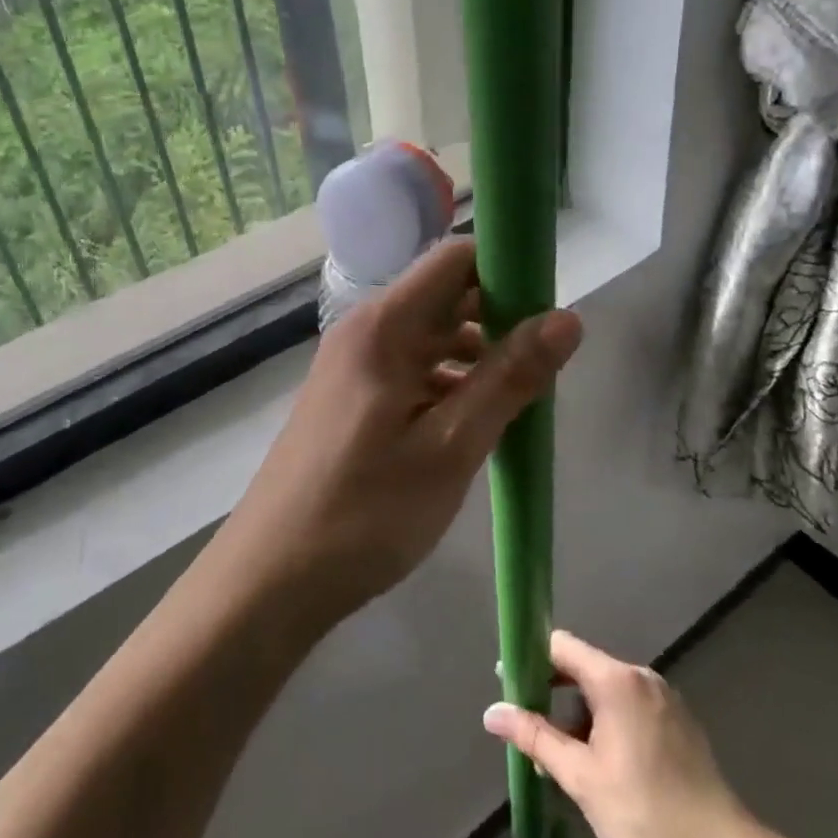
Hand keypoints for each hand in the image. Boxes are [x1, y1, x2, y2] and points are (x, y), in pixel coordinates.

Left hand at [225, 239, 581, 622]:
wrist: (270, 578)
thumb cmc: (365, 511)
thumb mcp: (450, 446)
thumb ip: (509, 378)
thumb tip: (568, 318)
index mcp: (384, 325)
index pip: (454, 259)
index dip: (505, 271)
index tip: (548, 309)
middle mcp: (364, 332)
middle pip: (444, 298)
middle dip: (499, 320)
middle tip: (543, 366)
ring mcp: (353, 367)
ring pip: (430, 339)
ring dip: (477, 358)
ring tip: (517, 402)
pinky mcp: (350, 400)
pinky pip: (411, 372)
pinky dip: (448, 385)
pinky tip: (472, 426)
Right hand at [482, 630, 760, 837]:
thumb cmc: (645, 813)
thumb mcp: (581, 777)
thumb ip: (535, 737)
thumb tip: (492, 712)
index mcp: (617, 680)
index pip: (561, 646)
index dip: (530, 658)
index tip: (508, 683)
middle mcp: (641, 676)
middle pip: (583, 667)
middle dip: (552, 693)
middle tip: (530, 728)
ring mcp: (664, 697)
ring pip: (606, 690)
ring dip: (579, 714)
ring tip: (562, 757)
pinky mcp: (678, 721)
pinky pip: (629, 705)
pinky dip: (606, 722)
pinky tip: (600, 762)